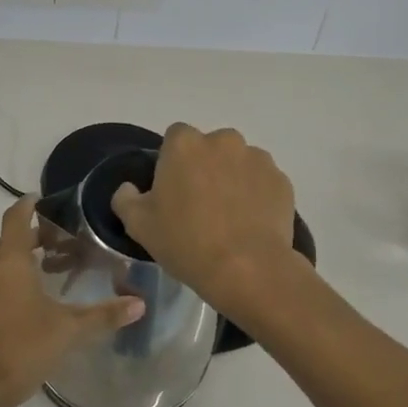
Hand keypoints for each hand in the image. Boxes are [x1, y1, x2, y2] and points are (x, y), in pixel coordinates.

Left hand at [0, 197, 144, 406]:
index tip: (39, 198)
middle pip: (6, 246)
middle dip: (29, 242)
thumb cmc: (18, 350)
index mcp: (8, 263)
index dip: (27, 206)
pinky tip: (14, 318)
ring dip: (13, 271)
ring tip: (39, 282)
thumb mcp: (67, 332)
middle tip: (56, 247)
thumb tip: (140, 304)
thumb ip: (103, 316)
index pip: (16, 219)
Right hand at [110, 123, 298, 316]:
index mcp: (184, 144)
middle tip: (200, 204)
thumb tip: (129, 188)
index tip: (172, 190)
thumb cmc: (186, 242)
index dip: (172, 162)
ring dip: (232, 179)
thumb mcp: (138, 225)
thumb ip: (125, 198)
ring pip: (238, 162)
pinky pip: (262, 182)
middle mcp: (223, 140)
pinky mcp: (282, 180)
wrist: (248, 269)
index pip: (174, 137)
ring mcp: (257, 158)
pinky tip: (250, 223)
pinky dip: (256, 195)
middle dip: (205, 167)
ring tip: (229, 216)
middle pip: (209, 147)